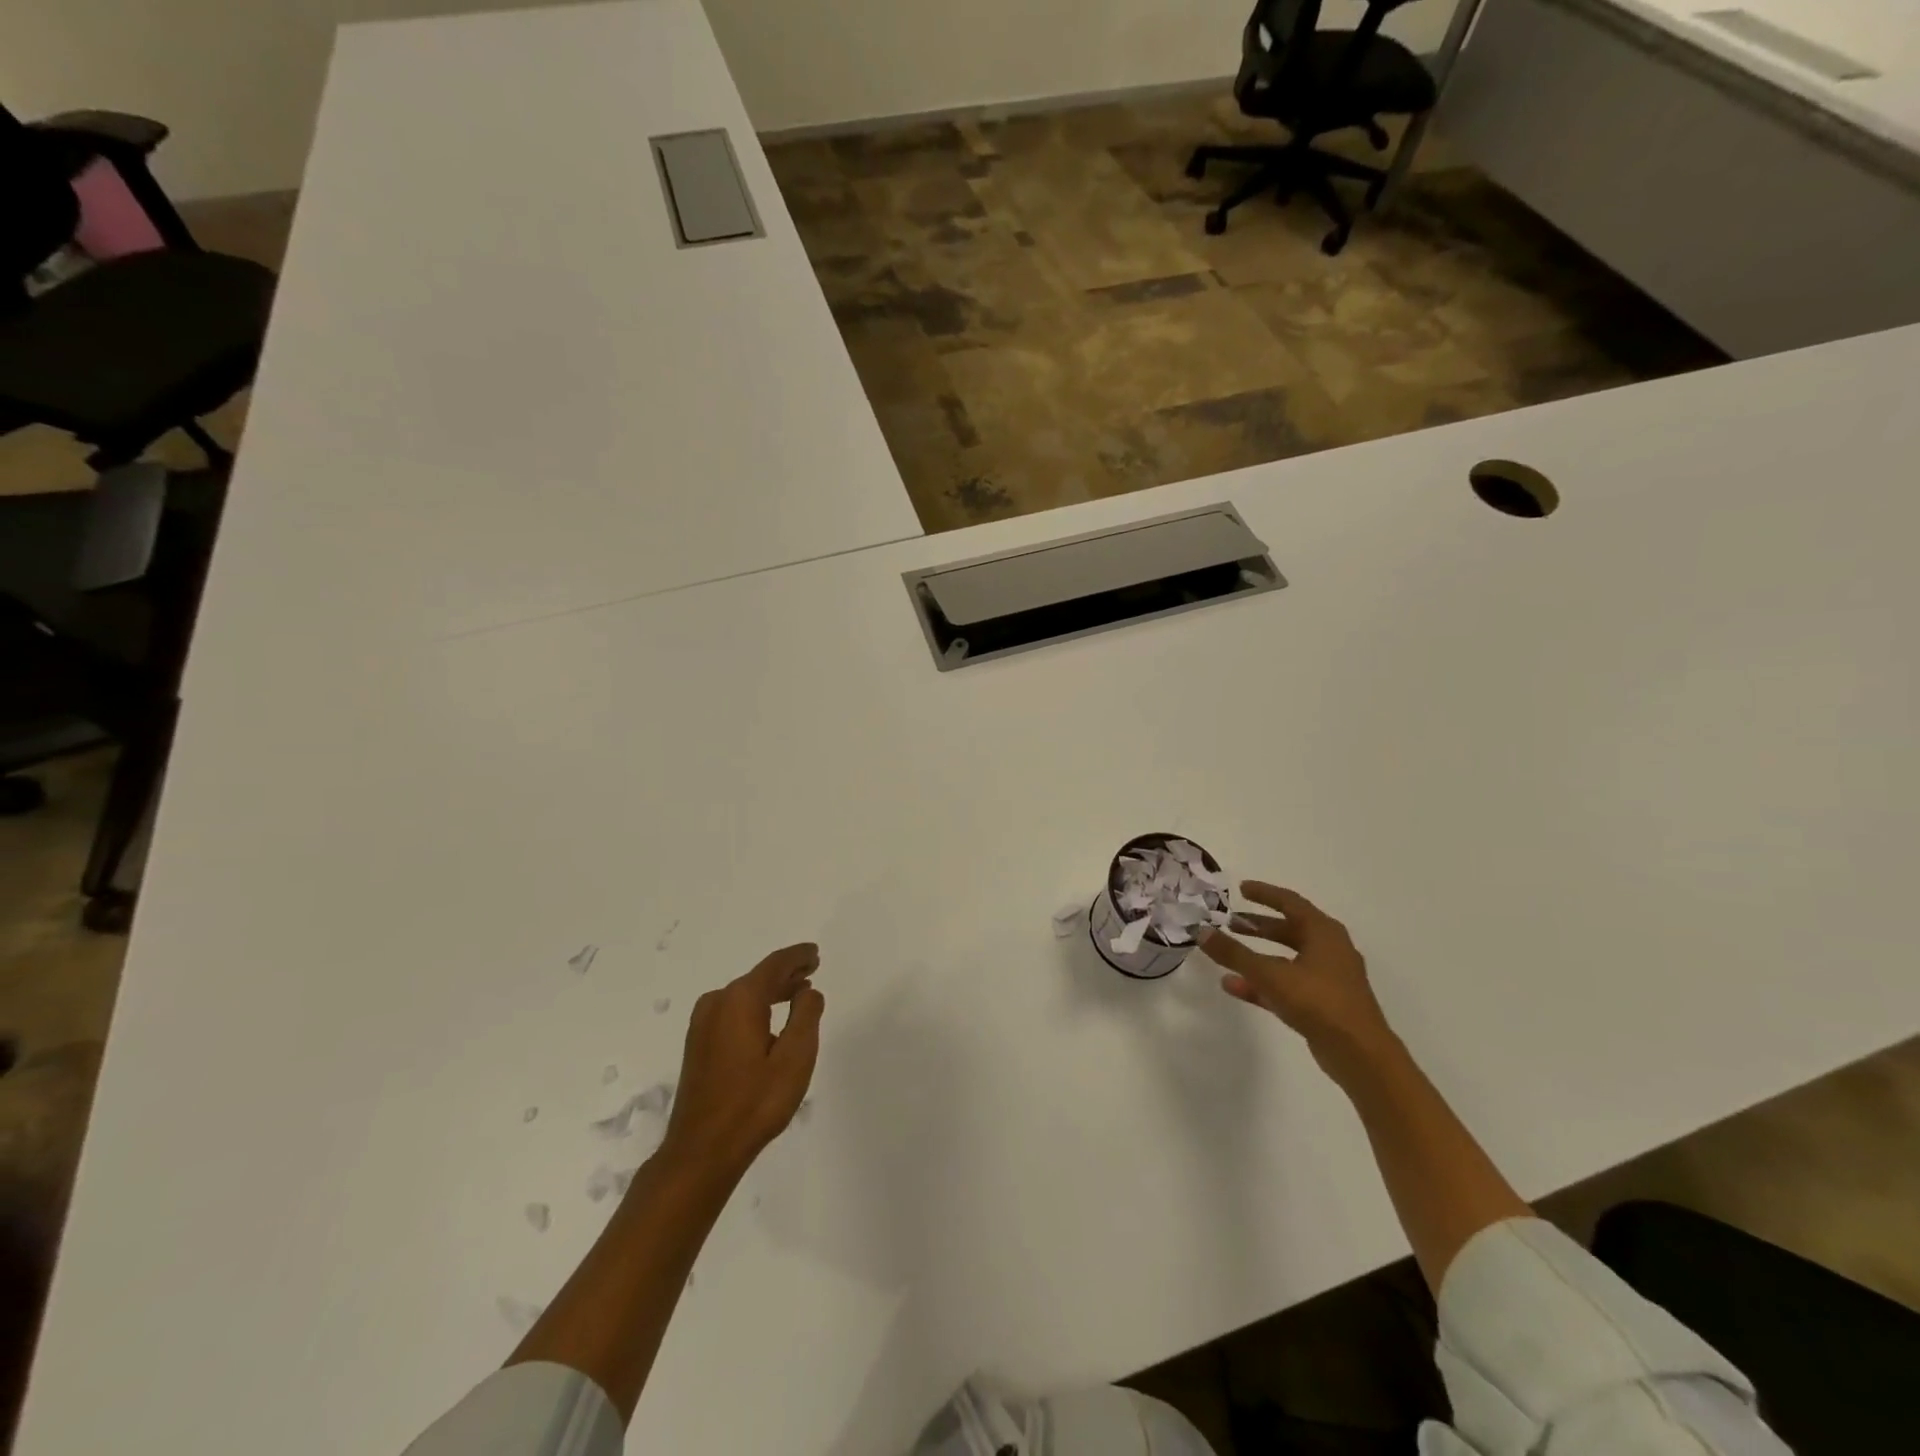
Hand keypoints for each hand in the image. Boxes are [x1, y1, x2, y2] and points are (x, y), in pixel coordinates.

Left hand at [659, 943, 824, 1183]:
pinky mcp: (698, 1044)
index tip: (815, 952)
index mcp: (740, 999)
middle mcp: (717, 1003)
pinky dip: (755, 1007)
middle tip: (812, 970)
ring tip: (798, 993)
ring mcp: (703, 1024)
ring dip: (772, 991)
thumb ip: (806, 1016)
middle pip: (758, 977)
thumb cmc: (754, 1103)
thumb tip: (808, 991)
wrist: (702, 1150)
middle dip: (787, 973)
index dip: (798, 956)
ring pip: (744, 995)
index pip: (775, 965)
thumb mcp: (795, 1058)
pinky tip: (770, 1019)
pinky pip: (733, 1011)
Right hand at [1195, 883, 1393, 1075]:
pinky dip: (1262, 982)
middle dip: (1258, 925)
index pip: (1289, 902)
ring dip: (1257, 954)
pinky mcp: (1323, 1004)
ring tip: (1228, 952)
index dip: (1264, 894)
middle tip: (1230, 922)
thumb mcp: (1270, 974)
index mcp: (1323, 932)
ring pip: (1286, 958)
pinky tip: (1233, 986)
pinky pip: (1287, 984)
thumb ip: (1234, 953)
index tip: (1240, 889)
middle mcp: (1329, 950)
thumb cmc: (1318, 1002)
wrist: (1360, 1055)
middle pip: (1288, 930)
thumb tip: (1201, 931)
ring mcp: (1328, 978)